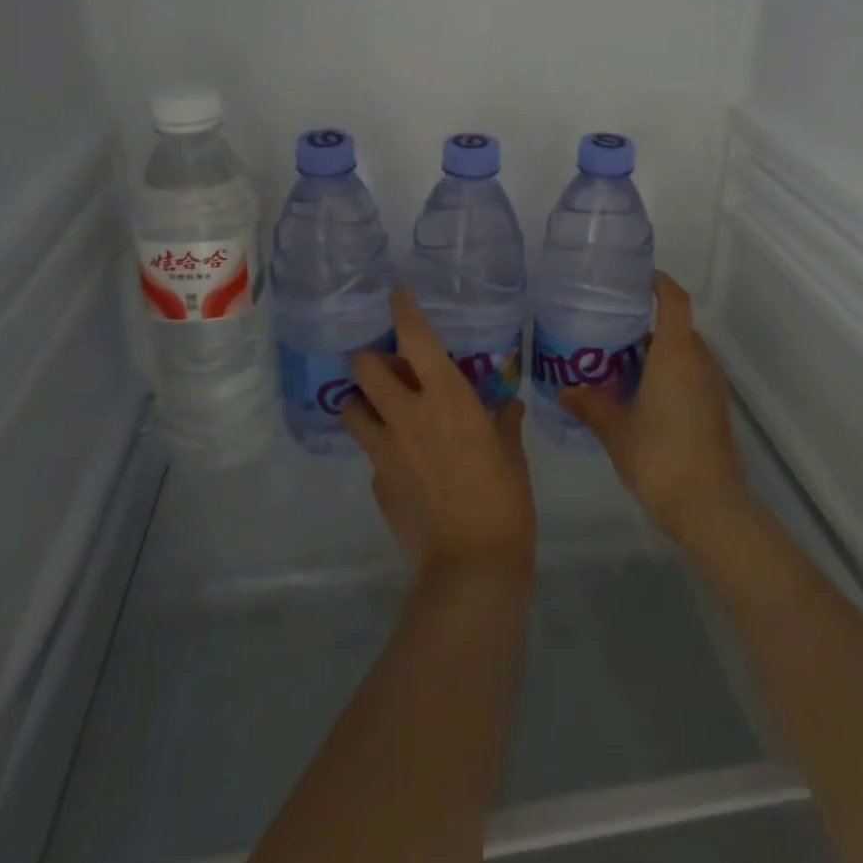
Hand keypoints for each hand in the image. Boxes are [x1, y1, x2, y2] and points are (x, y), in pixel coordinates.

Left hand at [346, 287, 537, 585]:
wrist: (471, 568)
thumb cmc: (504, 501)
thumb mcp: (512, 456)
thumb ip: (505, 424)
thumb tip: (509, 407)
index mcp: (446, 397)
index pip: (415, 336)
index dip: (403, 309)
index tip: (397, 295)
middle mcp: (407, 414)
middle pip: (364, 367)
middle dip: (370, 359)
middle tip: (390, 369)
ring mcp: (385, 450)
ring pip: (350, 408)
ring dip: (362, 402)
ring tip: (383, 411)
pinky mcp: (376, 483)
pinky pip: (371, 455)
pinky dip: (381, 449)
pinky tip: (404, 466)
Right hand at [561, 272, 754, 551]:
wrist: (710, 508)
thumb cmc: (660, 456)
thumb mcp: (615, 430)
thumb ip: (589, 405)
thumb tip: (563, 389)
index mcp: (676, 353)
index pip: (674, 300)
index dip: (658, 283)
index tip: (634, 278)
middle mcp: (698, 360)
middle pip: (675, 326)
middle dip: (644, 323)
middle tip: (607, 328)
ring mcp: (711, 385)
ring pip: (682, 352)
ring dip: (655, 351)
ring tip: (616, 361)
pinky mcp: (713, 408)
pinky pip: (688, 374)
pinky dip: (665, 373)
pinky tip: (638, 394)